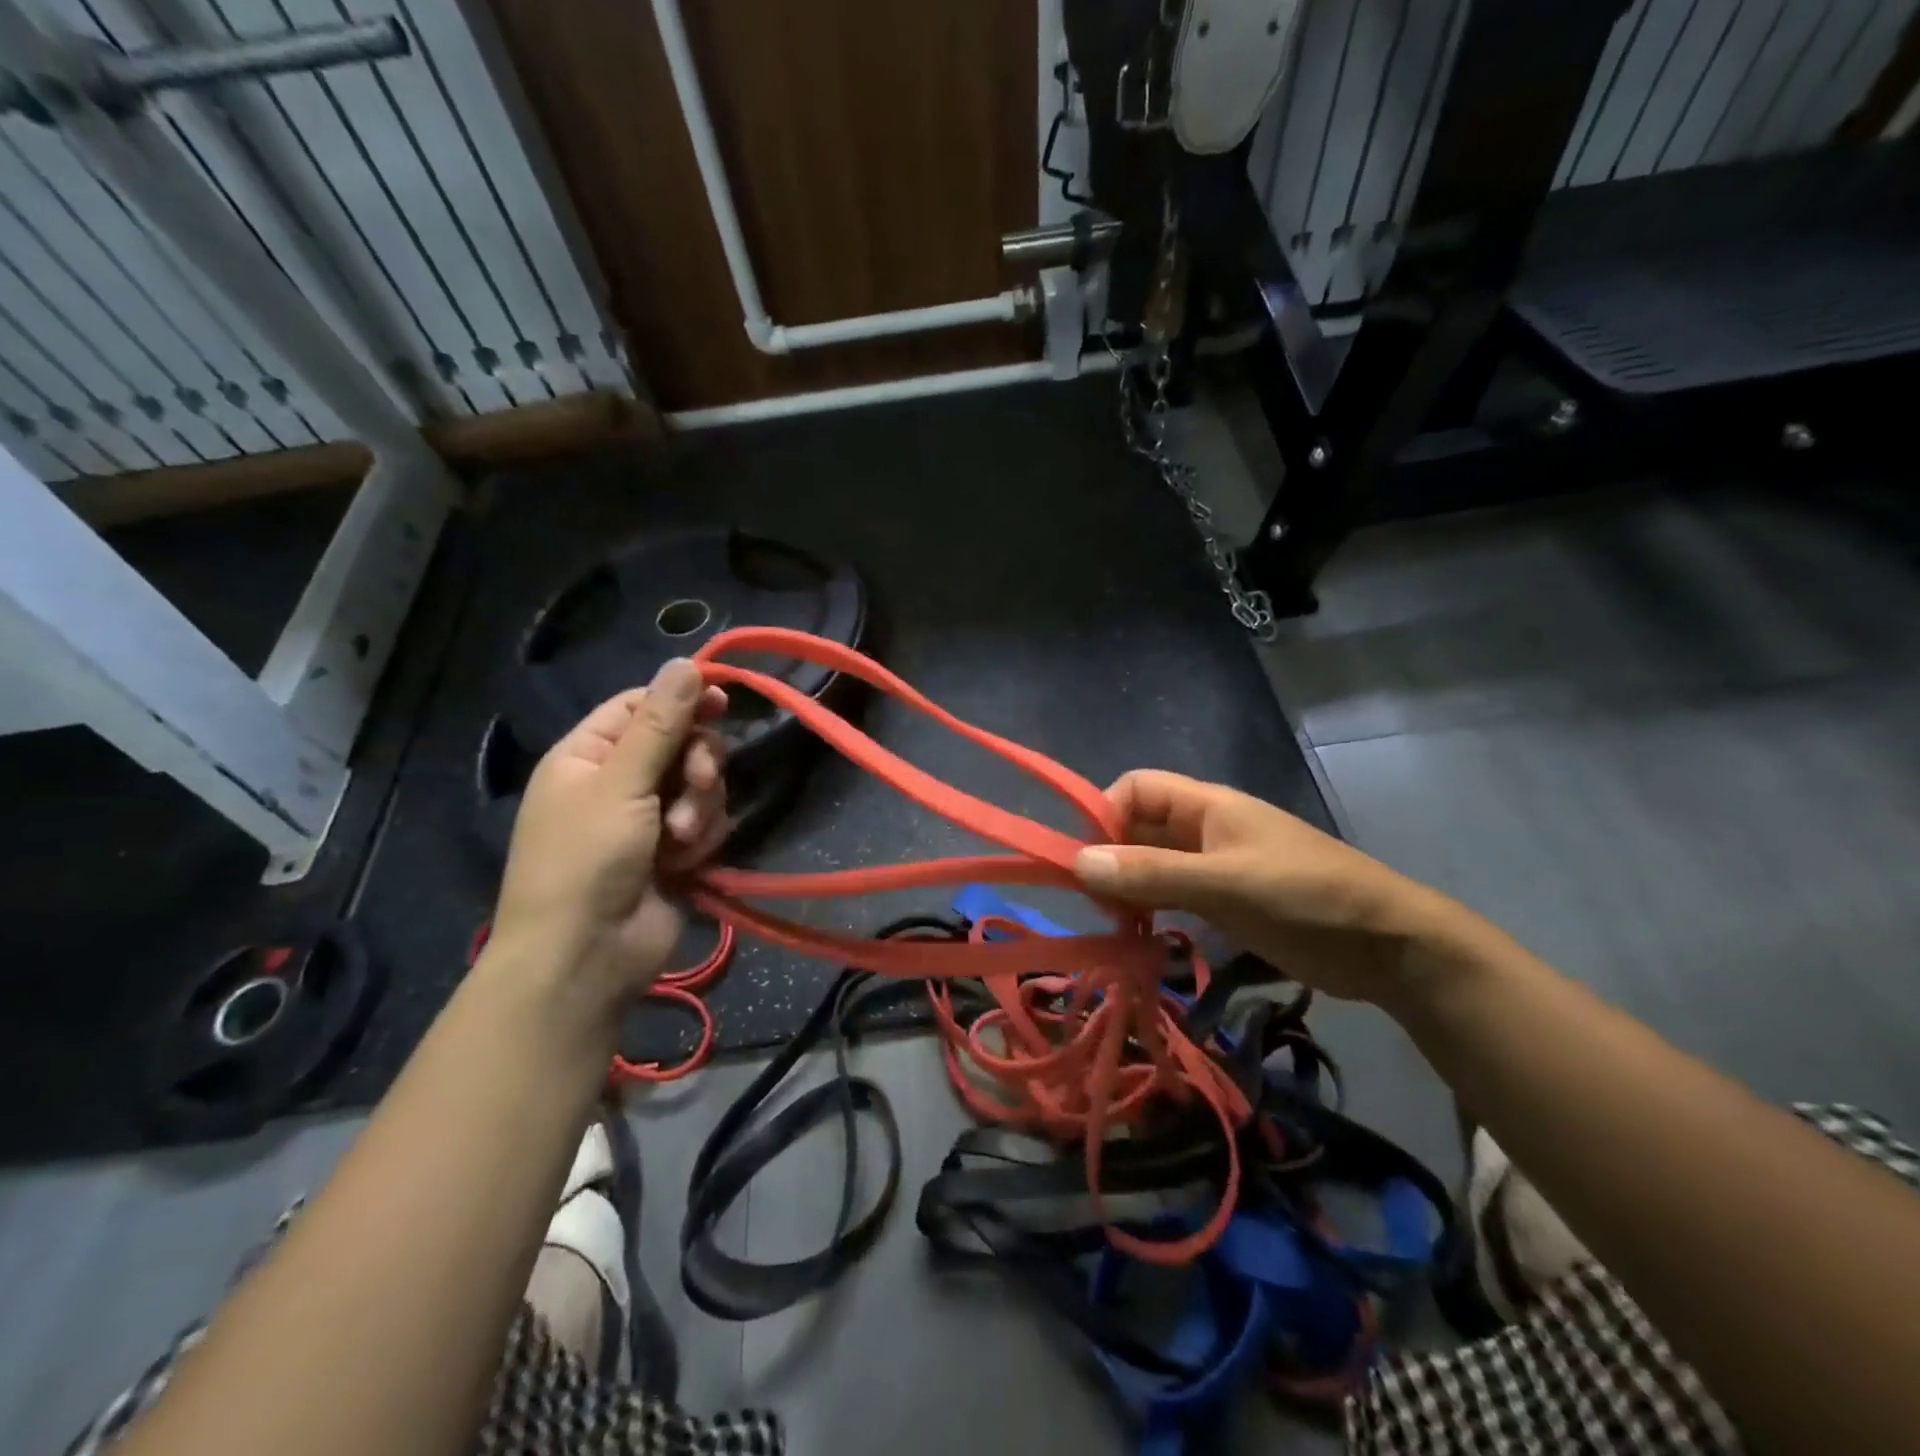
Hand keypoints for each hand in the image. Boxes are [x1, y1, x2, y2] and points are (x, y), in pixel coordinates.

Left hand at [486, 658, 728, 1010]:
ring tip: (680, 841)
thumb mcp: (620, 784)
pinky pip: (705, 823)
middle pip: (680, 745)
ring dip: (699, 808)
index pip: (640, 707)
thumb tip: (685, 662)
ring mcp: (647, 819)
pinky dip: (701, 839)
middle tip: (696, 783)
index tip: (722, 702)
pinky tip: (685, 862)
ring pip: (700, 786)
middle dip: (695, 765)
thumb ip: (659, 724)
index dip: (681, 701)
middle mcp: (617, 782)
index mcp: (588, 756)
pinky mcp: (674, 852)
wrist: (586, 956)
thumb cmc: (586, 861)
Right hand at [1074, 770, 1468, 1003]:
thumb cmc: (1307, 897)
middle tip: (1100, 905)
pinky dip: (1152, 910)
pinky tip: (1144, 937)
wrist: (1390, 946)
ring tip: (1118, 926)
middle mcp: (1205, 829)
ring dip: (1130, 889)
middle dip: (1112, 858)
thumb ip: (1154, 874)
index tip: (1090, 862)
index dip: (1105, 815)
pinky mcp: (1227, 901)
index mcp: (1207, 805)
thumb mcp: (1226, 884)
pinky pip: (1173, 895)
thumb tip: (1077, 863)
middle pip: (1139, 828)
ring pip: (1153, 865)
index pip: (1135, 788)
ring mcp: (1216, 866)